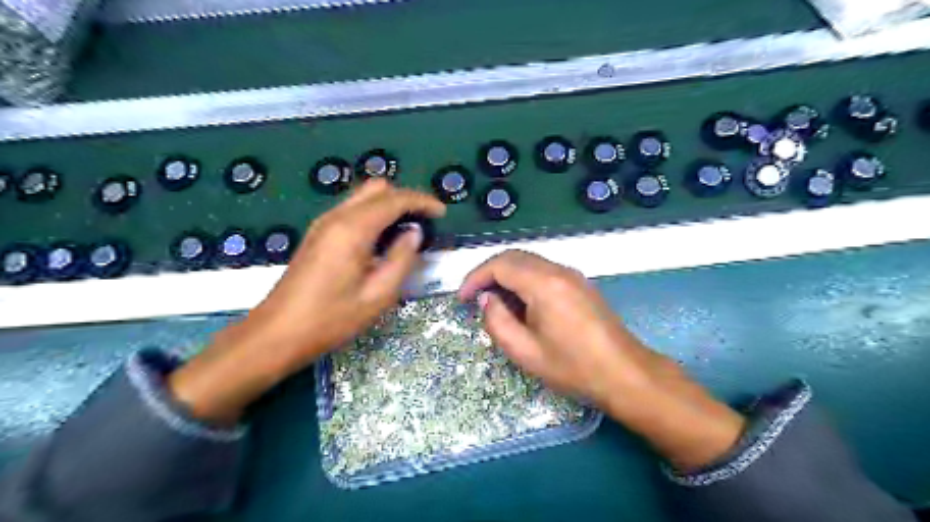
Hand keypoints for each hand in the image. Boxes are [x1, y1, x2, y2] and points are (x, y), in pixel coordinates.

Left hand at [170, 180, 446, 424]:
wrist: (277, 333)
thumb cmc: (331, 319)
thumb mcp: (378, 295)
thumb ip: (402, 259)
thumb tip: (415, 233)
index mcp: (353, 229)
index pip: (395, 199)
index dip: (422, 201)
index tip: (442, 213)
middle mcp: (337, 217)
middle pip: (377, 188)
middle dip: (405, 198)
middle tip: (424, 221)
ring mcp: (323, 223)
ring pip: (363, 196)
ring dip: (389, 205)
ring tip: (408, 230)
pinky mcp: (318, 233)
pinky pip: (352, 210)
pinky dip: (373, 214)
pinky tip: (383, 239)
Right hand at [456, 251, 742, 469]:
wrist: (625, 374)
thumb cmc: (573, 367)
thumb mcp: (525, 352)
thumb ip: (497, 321)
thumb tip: (487, 299)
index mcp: (544, 284)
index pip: (500, 265)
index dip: (475, 277)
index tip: (462, 298)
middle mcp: (559, 270)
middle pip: (514, 256)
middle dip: (489, 273)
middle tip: (474, 297)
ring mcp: (573, 275)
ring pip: (530, 262)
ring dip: (507, 275)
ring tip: (494, 302)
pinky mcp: (581, 284)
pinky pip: (544, 271)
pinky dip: (524, 280)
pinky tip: (521, 303)